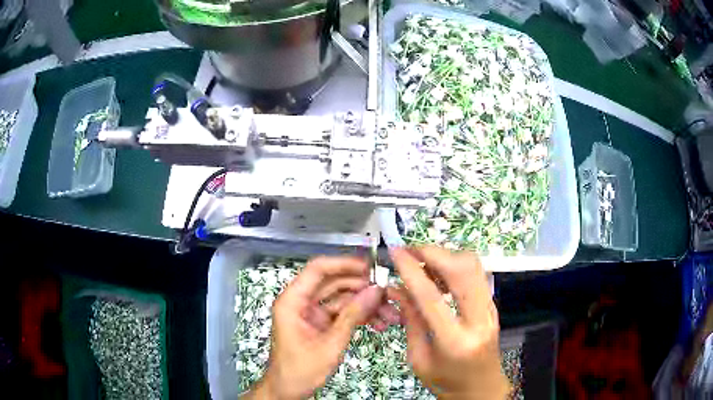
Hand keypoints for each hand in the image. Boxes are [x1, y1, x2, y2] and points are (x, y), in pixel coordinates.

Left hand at [245, 256, 395, 398]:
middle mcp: (301, 302)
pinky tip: (379, 323)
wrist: (288, 391)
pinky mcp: (321, 324)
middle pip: (334, 283)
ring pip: (342, 299)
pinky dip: (360, 317)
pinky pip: (342, 313)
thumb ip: (352, 316)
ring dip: (365, 304)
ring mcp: (312, 313)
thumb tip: (376, 290)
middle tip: (388, 294)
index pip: (318, 270)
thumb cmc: (301, 370)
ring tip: (390, 314)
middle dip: (362, 288)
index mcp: (293, 301)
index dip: (344, 264)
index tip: (371, 268)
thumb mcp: (330, 344)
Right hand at [388, 247, 508, 398]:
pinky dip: (455, 265)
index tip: (396, 253)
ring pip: (474, 265)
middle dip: (434, 253)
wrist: (482, 388)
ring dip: (446, 256)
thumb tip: (396, 289)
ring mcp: (490, 309)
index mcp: (455, 341)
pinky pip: (476, 274)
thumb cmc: (446, 381)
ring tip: (422, 263)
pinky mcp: (492, 304)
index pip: (432, 297)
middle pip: (462, 270)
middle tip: (410, 252)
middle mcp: (479, 320)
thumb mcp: (419, 359)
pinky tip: (438, 275)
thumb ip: (410, 322)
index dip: (412, 271)